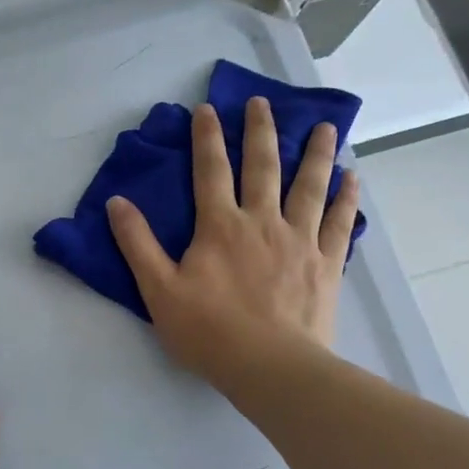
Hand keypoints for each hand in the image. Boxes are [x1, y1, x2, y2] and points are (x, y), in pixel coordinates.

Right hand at [107, 97, 359, 391]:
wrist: (270, 367)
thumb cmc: (209, 331)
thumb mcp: (159, 290)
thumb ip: (137, 244)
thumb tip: (116, 202)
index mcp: (220, 226)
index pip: (210, 170)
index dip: (207, 137)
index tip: (207, 109)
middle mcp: (262, 221)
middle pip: (263, 166)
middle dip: (260, 130)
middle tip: (262, 101)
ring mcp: (300, 239)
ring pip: (309, 185)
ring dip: (314, 152)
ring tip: (323, 125)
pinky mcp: (327, 263)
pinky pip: (339, 222)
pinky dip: (346, 197)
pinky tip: (352, 177)